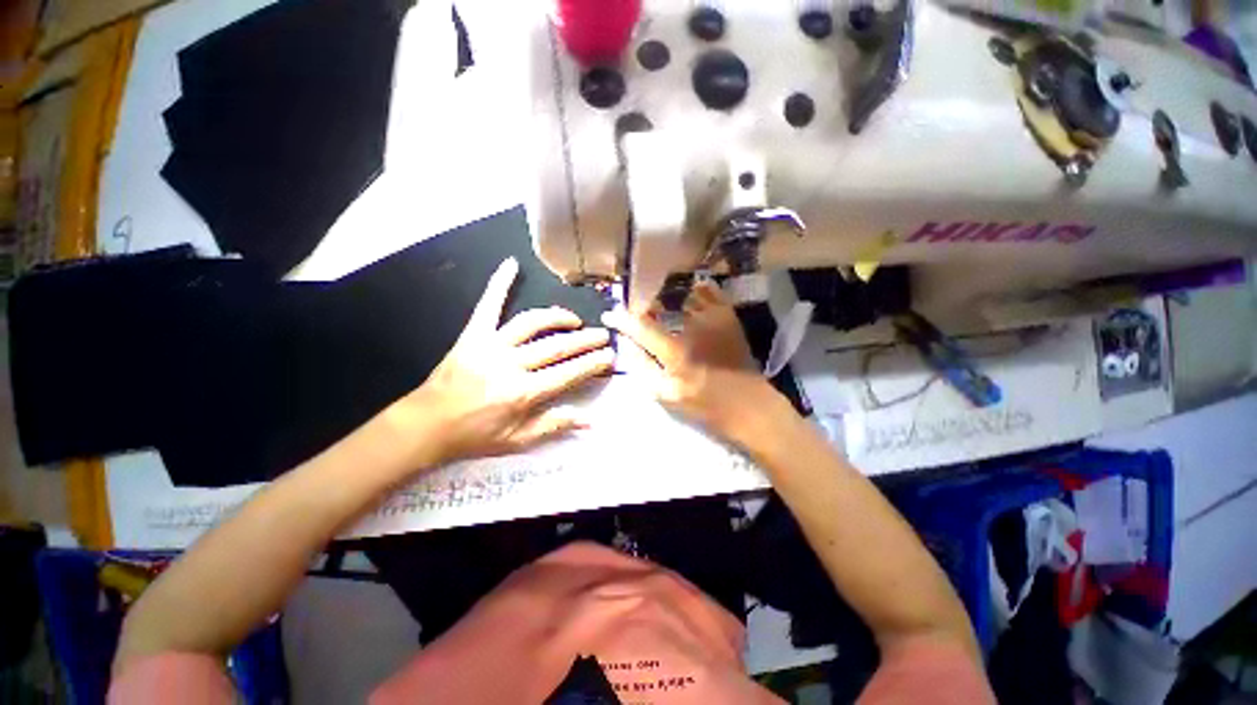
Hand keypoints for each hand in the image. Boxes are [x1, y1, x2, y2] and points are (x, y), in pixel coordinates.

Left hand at [391, 258, 614, 465]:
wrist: (427, 424)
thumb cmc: (475, 435)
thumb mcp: (518, 439)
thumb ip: (555, 425)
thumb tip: (591, 420)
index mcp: (524, 392)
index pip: (569, 373)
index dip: (592, 363)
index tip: (609, 356)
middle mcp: (511, 365)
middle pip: (557, 346)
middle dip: (586, 340)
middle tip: (603, 335)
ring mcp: (491, 345)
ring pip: (532, 323)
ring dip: (557, 318)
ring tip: (574, 320)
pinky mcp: (473, 335)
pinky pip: (488, 305)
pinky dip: (499, 283)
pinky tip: (511, 264)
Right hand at [602, 281, 787, 444]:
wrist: (748, 404)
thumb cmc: (705, 404)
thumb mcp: (666, 394)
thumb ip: (643, 368)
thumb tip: (627, 345)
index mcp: (676, 350)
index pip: (641, 326)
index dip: (621, 319)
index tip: (609, 315)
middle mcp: (693, 326)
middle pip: (660, 303)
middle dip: (644, 304)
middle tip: (638, 310)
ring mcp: (714, 317)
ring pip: (683, 294)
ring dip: (667, 297)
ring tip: (661, 303)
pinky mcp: (728, 315)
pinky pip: (708, 291)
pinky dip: (694, 291)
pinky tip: (688, 299)